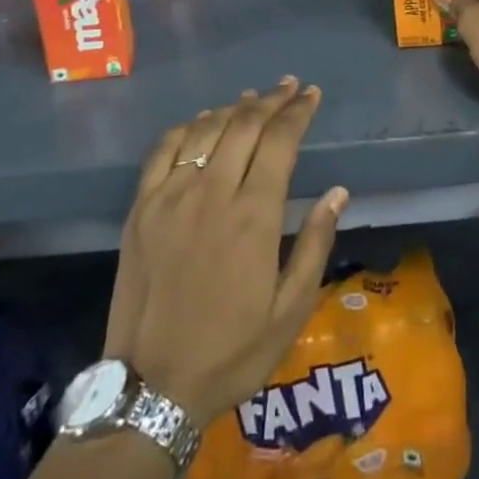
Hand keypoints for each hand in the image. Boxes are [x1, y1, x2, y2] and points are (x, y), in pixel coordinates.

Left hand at [105, 79, 347, 421]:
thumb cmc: (231, 353)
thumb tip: (337, 192)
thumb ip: (315, 244)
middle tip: (289, 87)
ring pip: (206, 131)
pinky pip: (163, 151)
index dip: (298, 112)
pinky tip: (201, 124)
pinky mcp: (140, 211)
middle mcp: (211, 194)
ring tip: (252, 98)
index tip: (312, 95)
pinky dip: (187, 128)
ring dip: (233, 108)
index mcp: (253, 216)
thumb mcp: (290, 310)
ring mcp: (170, 198)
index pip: (280, 141)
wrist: (150, 391)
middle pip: (244, 125)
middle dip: (271, 100)